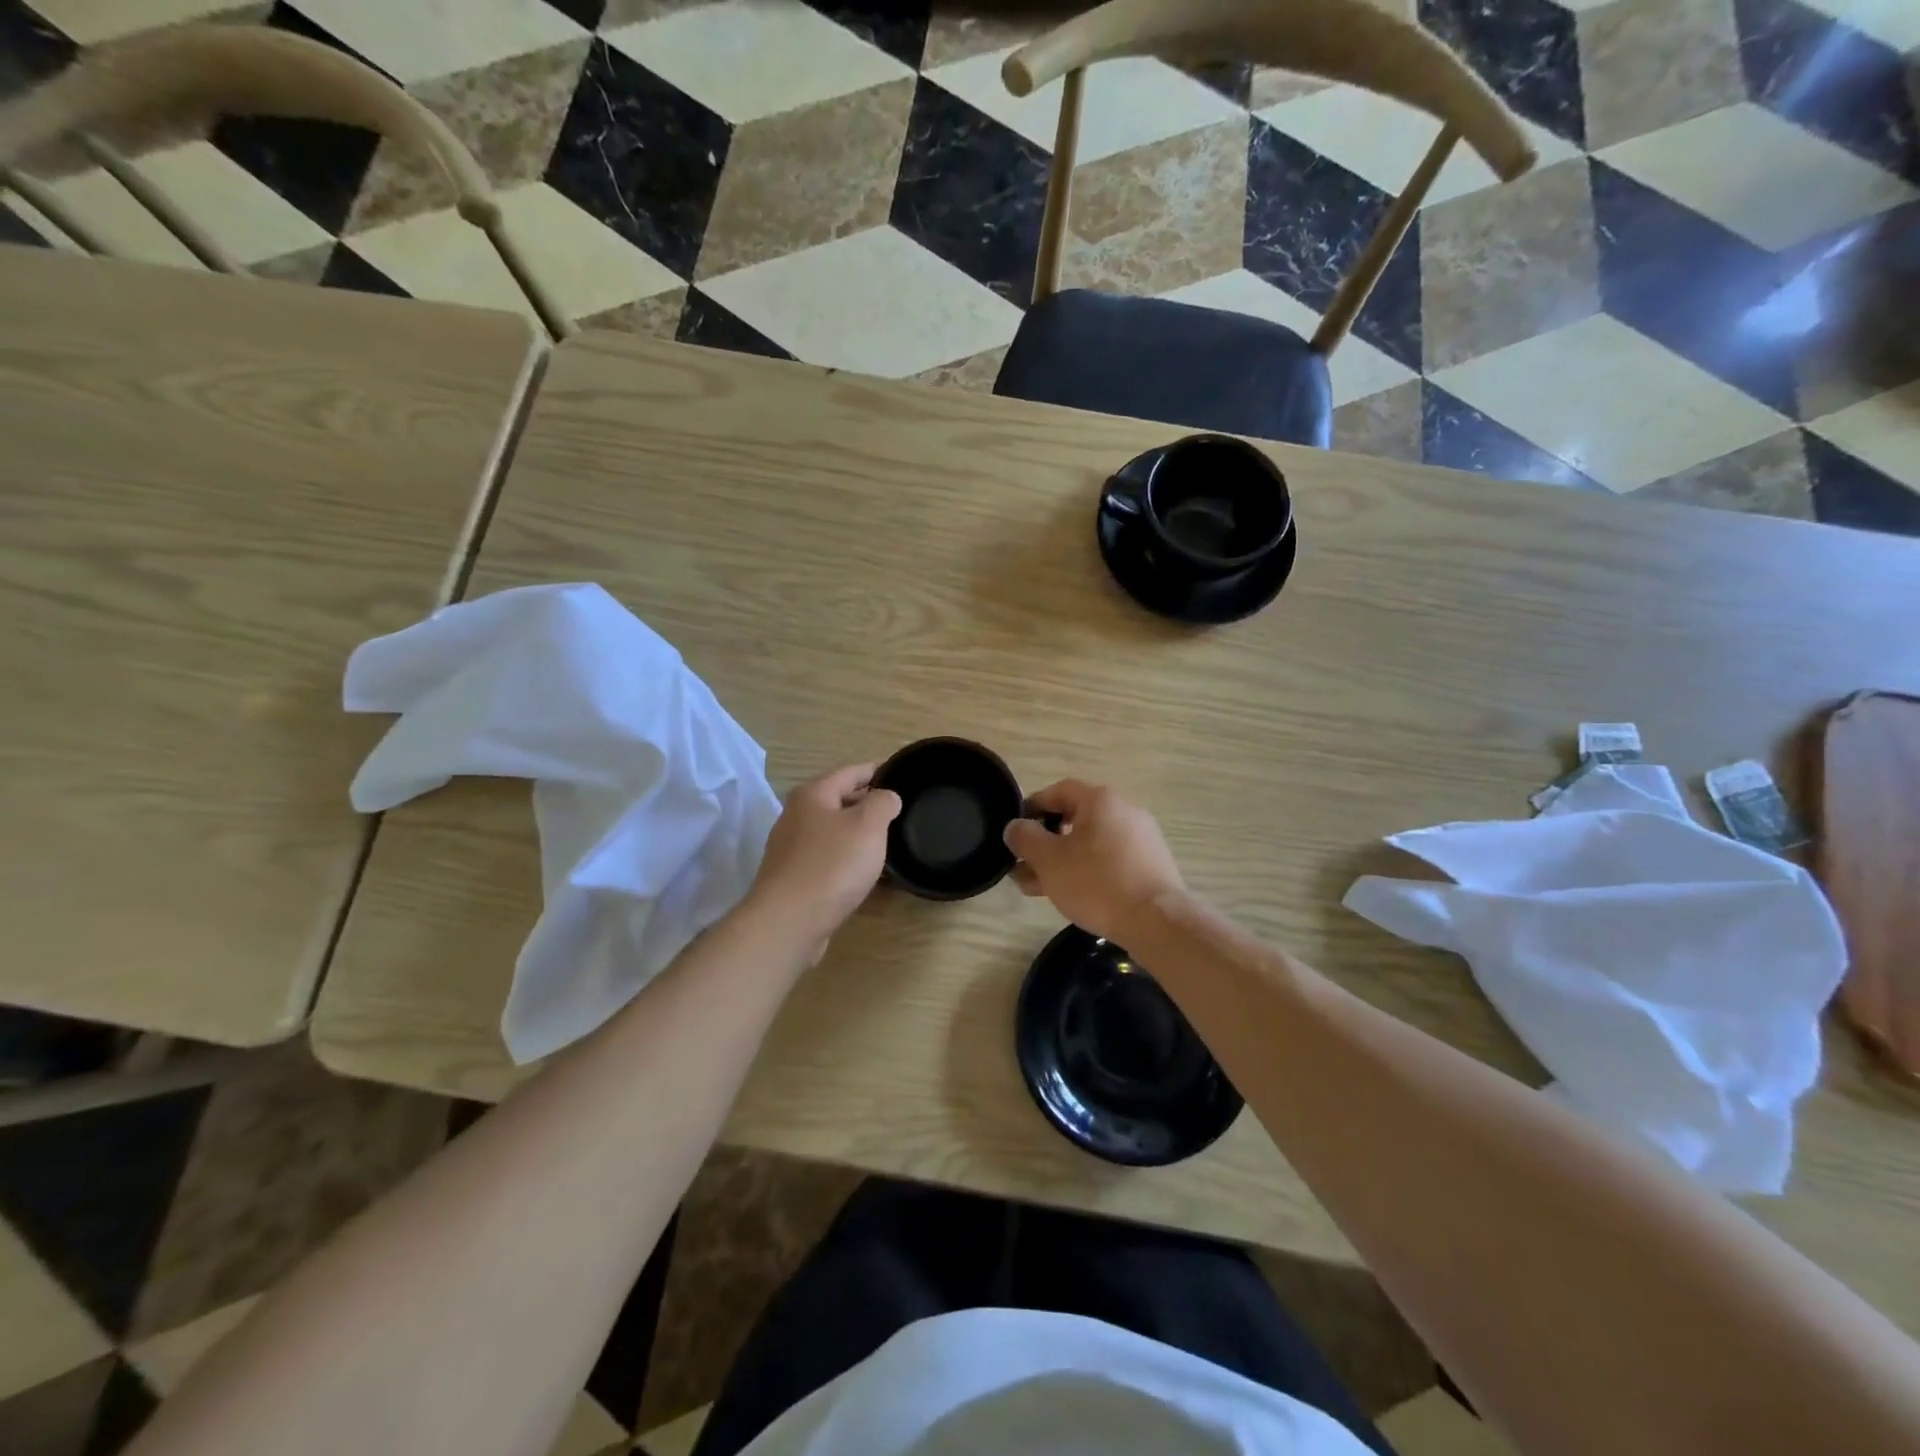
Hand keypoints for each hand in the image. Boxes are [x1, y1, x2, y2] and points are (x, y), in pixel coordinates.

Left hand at [744, 763, 900, 956]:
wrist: (788, 922)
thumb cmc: (832, 865)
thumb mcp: (869, 825)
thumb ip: (883, 803)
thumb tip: (886, 797)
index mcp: (813, 795)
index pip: (850, 772)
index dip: (876, 771)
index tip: (900, 774)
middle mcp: (796, 816)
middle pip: (838, 801)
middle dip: (867, 804)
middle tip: (898, 812)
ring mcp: (790, 849)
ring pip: (832, 832)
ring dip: (857, 835)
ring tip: (886, 842)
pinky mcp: (792, 878)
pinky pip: (826, 859)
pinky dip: (846, 860)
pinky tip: (863, 873)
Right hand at [1003, 779, 1185, 943]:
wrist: (1157, 921)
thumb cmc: (1097, 882)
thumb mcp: (1049, 860)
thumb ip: (1025, 838)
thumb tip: (1015, 827)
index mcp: (1100, 800)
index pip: (1058, 791)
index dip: (1032, 807)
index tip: (1015, 832)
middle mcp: (1124, 810)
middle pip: (1074, 819)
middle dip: (1044, 843)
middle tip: (1023, 867)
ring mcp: (1142, 838)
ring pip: (1090, 843)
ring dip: (1062, 861)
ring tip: (1040, 888)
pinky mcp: (1151, 864)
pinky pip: (1110, 859)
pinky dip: (1088, 870)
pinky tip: (1073, 895)